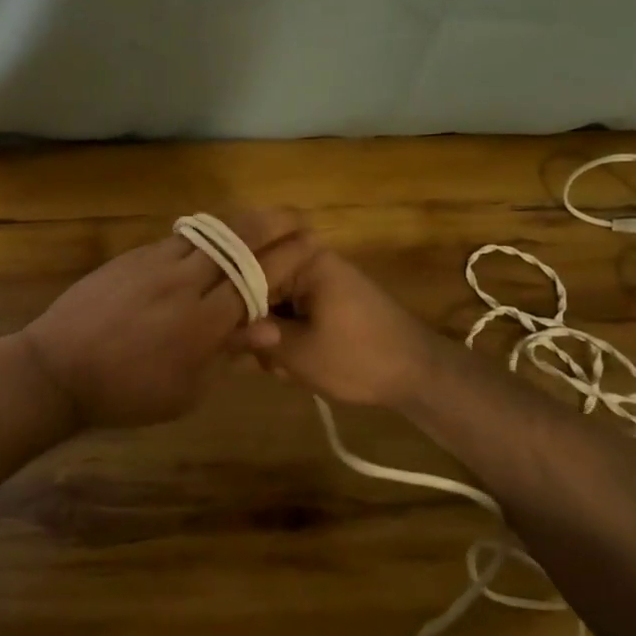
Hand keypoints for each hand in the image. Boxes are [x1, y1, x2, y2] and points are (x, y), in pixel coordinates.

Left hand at [22, 212, 316, 427]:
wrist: (57, 369)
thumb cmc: (127, 393)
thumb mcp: (185, 391)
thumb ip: (227, 354)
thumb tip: (269, 327)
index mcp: (202, 323)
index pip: (257, 279)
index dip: (289, 258)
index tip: (312, 244)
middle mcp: (183, 283)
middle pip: (237, 240)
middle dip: (274, 223)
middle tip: (297, 217)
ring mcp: (154, 263)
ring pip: (208, 232)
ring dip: (240, 222)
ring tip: (263, 219)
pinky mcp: (131, 256)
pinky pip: (178, 238)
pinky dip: (205, 235)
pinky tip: (213, 239)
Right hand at [238, 248, 441, 407]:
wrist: (419, 375)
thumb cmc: (359, 358)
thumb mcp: (298, 353)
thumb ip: (254, 336)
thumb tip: (217, 327)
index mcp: (304, 259)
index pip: (246, 269)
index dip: (230, 305)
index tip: (224, 337)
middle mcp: (309, 260)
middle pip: (257, 286)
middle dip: (255, 327)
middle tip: (262, 361)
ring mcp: (319, 280)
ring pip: (272, 304)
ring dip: (271, 337)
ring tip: (284, 369)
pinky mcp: (326, 299)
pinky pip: (291, 311)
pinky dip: (288, 337)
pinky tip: (294, 366)